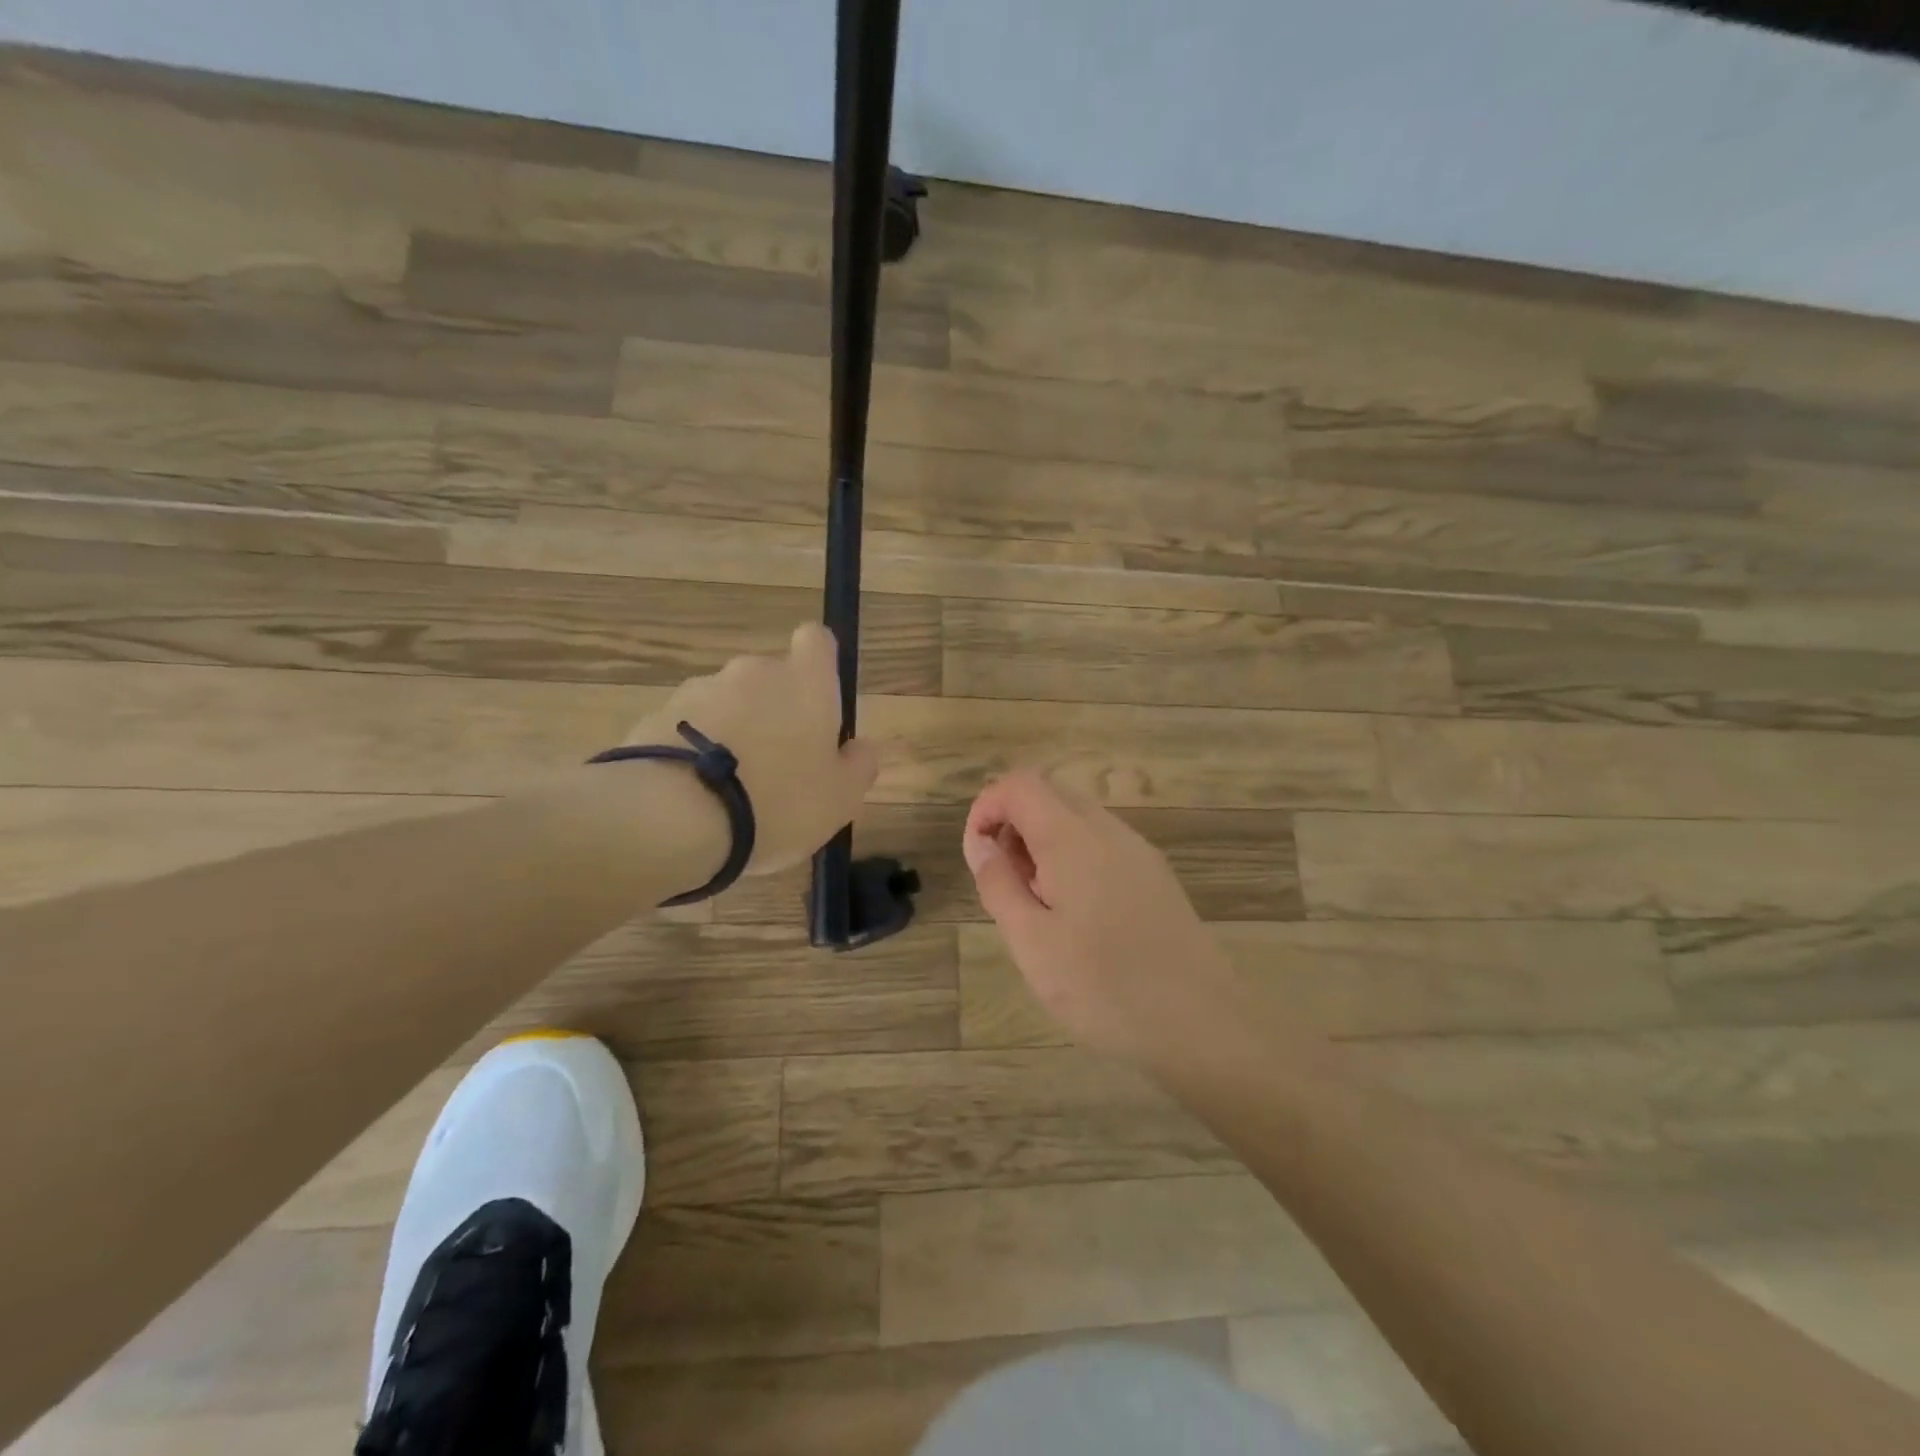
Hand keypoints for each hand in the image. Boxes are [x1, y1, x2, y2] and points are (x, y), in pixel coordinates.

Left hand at [625, 624, 878, 876]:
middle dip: (774, 712)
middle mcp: (754, 672)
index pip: (817, 640)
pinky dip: (695, 749)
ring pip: (728, 704)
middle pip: (771, 680)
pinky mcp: (657, 714)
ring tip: (728, 789)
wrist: (675, 819)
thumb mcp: (841, 798)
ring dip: (733, 732)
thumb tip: (860, 747)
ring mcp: (700, 689)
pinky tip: (694, 793)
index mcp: (806, 682)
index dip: (819, 663)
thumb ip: (859, 765)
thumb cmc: (778, 802)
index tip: (819, 701)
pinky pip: (688, 727)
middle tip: (777, 767)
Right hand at [963, 771, 1244, 1064]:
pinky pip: (1102, 843)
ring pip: (1077, 818)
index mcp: (1072, 837)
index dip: (987, 806)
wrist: (1202, 1024)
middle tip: (1004, 882)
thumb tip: (980, 843)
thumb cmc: (1103, 987)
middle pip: (1049, 793)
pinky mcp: (1156, 875)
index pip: (1020, 784)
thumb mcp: (1031, 942)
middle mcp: (1108, 829)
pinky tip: (1076, 914)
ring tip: (1037, 904)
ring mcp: (1138, 850)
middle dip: (1013, 824)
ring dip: (1043, 843)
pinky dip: (1073, 857)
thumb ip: (998, 884)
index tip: (977, 855)